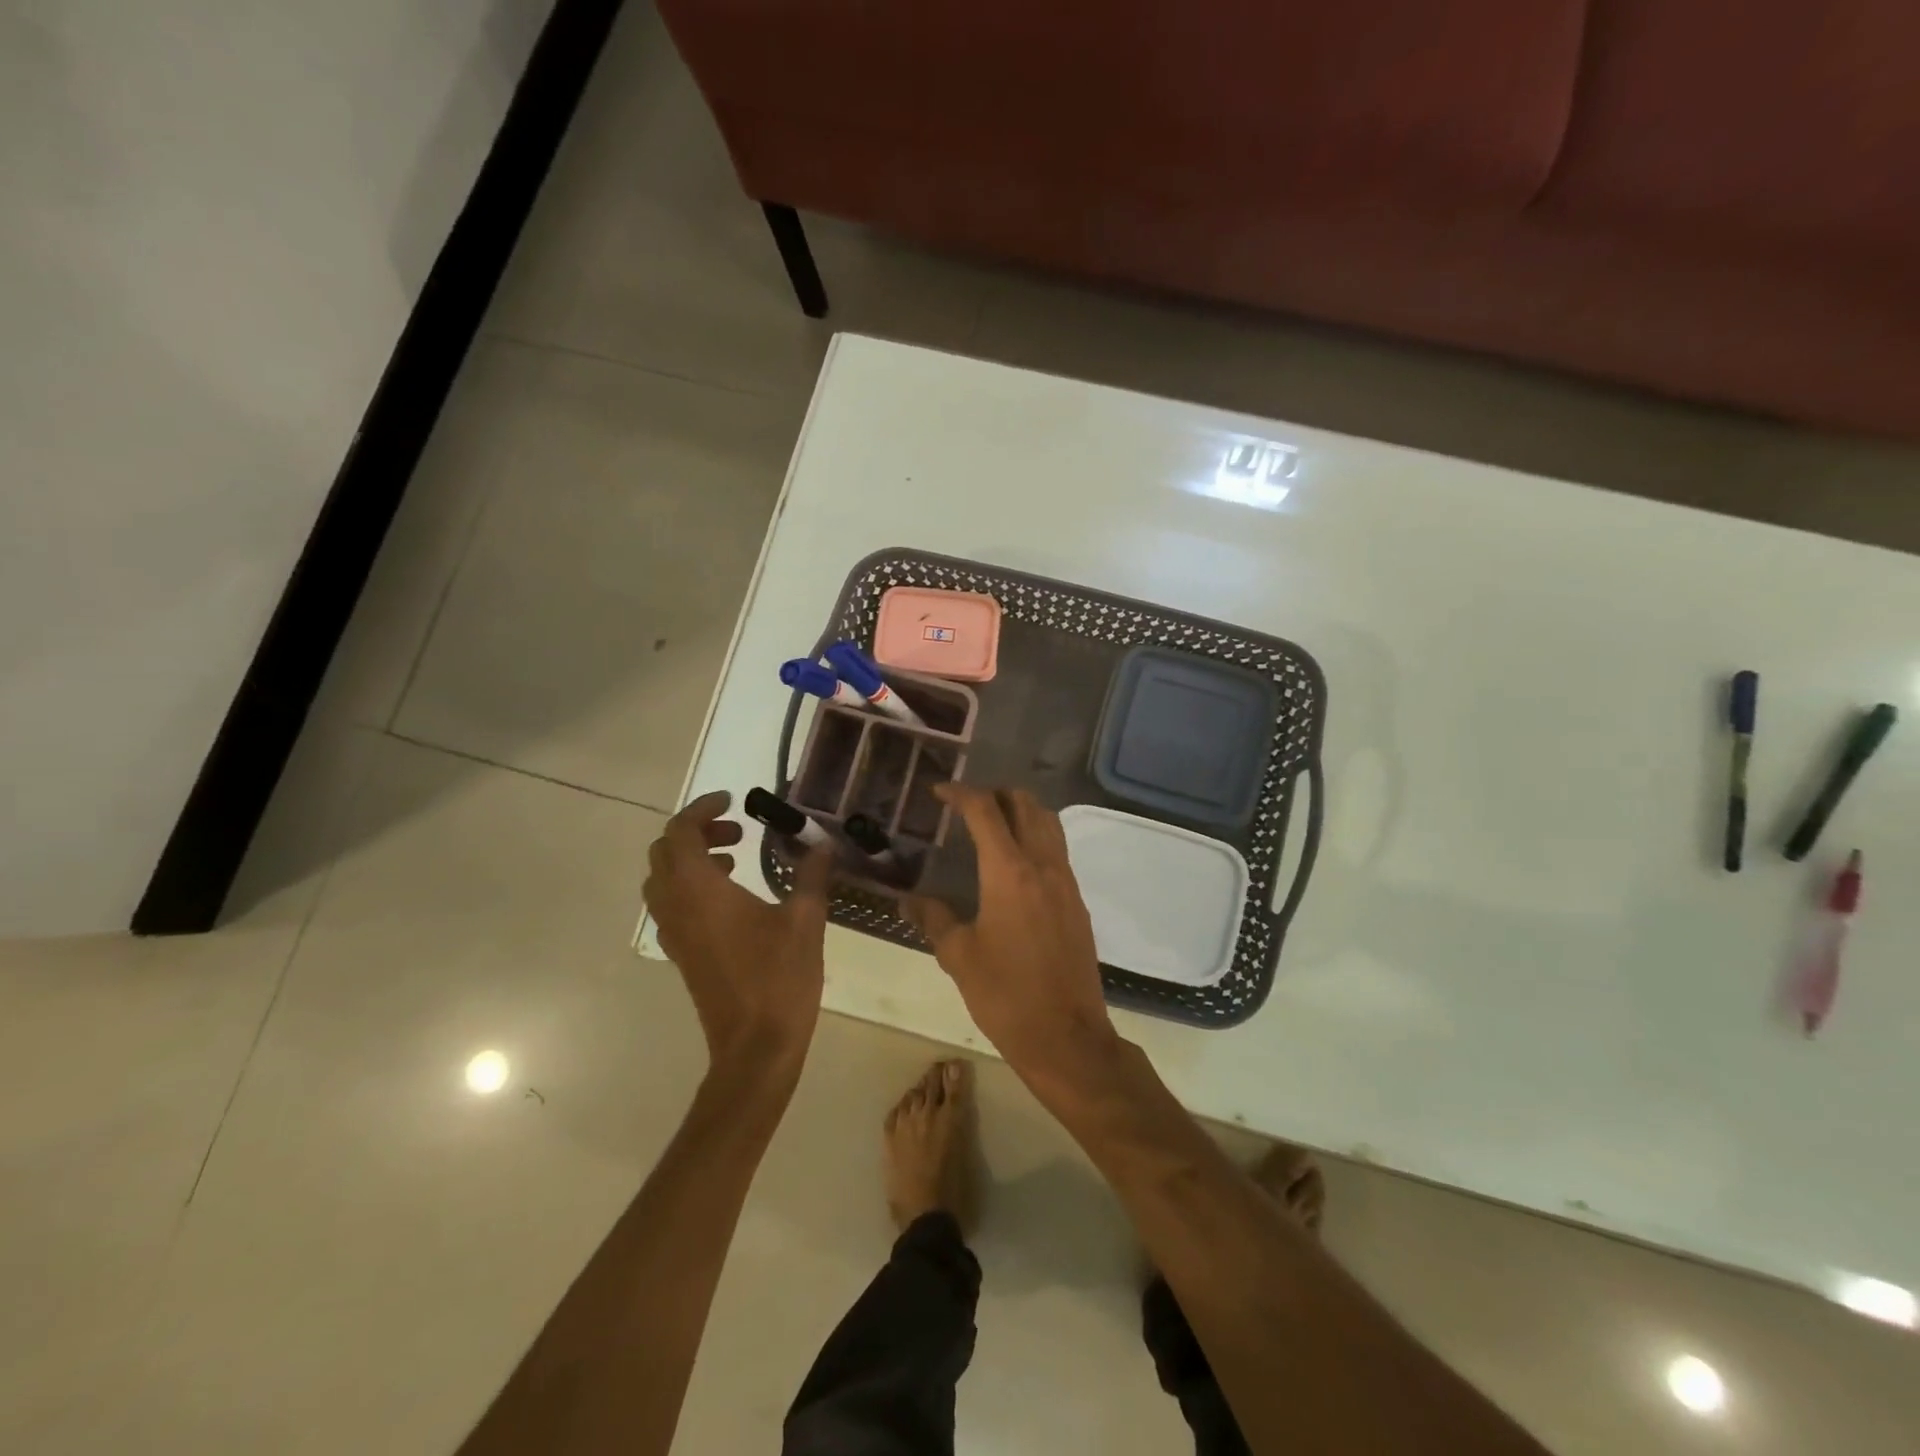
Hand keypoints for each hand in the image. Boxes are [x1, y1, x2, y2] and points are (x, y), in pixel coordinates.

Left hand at [644, 791, 833, 1077]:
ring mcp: (673, 933)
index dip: (703, 810)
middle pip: (664, 852)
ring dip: (691, 859)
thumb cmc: (779, 978)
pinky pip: (671, 904)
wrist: (755, 1047)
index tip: (734, 802)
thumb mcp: (805, 920)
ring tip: (736, 860)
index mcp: (700, 890)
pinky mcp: (681, 954)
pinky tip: (733, 898)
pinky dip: (691, 886)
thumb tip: (822, 844)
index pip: (680, 832)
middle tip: (738, 832)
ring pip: (662, 879)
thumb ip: (810, 875)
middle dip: (696, 832)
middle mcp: (676, 906)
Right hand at [906, 786, 1116, 1076]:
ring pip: (1048, 824)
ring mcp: (1066, 882)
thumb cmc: (1006, 996)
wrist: (1068, 1038)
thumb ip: (933, 919)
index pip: (985, 811)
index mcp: (1009, 872)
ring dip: (1021, 812)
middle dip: (996, 795)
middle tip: (968, 807)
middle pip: (1026, 805)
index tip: (940, 793)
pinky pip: (1058, 851)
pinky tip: (1015, 866)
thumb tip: (908, 901)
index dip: (960, 794)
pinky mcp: (1078, 903)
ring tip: (993, 827)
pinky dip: (1037, 838)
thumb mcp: (959, 957)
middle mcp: (1043, 865)